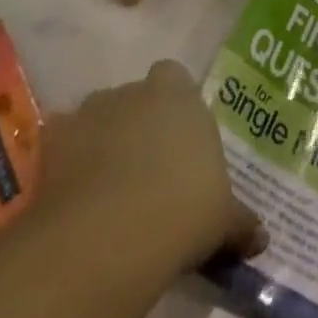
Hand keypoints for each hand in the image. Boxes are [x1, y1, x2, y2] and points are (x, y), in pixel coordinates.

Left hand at [40, 60, 265, 275]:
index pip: (176, 78)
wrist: (114, 232)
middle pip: (136, 97)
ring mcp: (93, 110)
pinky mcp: (56, 137)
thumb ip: (240, 222)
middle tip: (145, 169)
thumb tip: (262, 238)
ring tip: (107, 189)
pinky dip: (66, 162)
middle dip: (138, 123)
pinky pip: (62, 142)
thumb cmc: (184, 209)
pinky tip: (73, 195)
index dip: (175, 105)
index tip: (178, 139)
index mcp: (181, 95)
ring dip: (102, 140)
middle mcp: (137, 91)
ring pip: (99, 116)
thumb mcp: (222, 220)